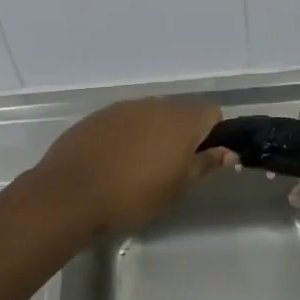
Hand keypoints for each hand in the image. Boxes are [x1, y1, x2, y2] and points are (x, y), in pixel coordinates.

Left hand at [32, 98, 234, 235]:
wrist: (71, 193)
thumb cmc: (134, 195)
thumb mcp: (178, 187)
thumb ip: (205, 164)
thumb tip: (228, 152)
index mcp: (181, 119)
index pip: (212, 112)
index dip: (213, 134)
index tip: (203, 159)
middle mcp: (155, 104)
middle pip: (180, 111)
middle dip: (182, 133)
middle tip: (173, 167)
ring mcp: (123, 107)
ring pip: (151, 115)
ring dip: (154, 133)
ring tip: (141, 166)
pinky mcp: (98, 116)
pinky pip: (124, 121)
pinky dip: (127, 135)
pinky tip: (115, 161)